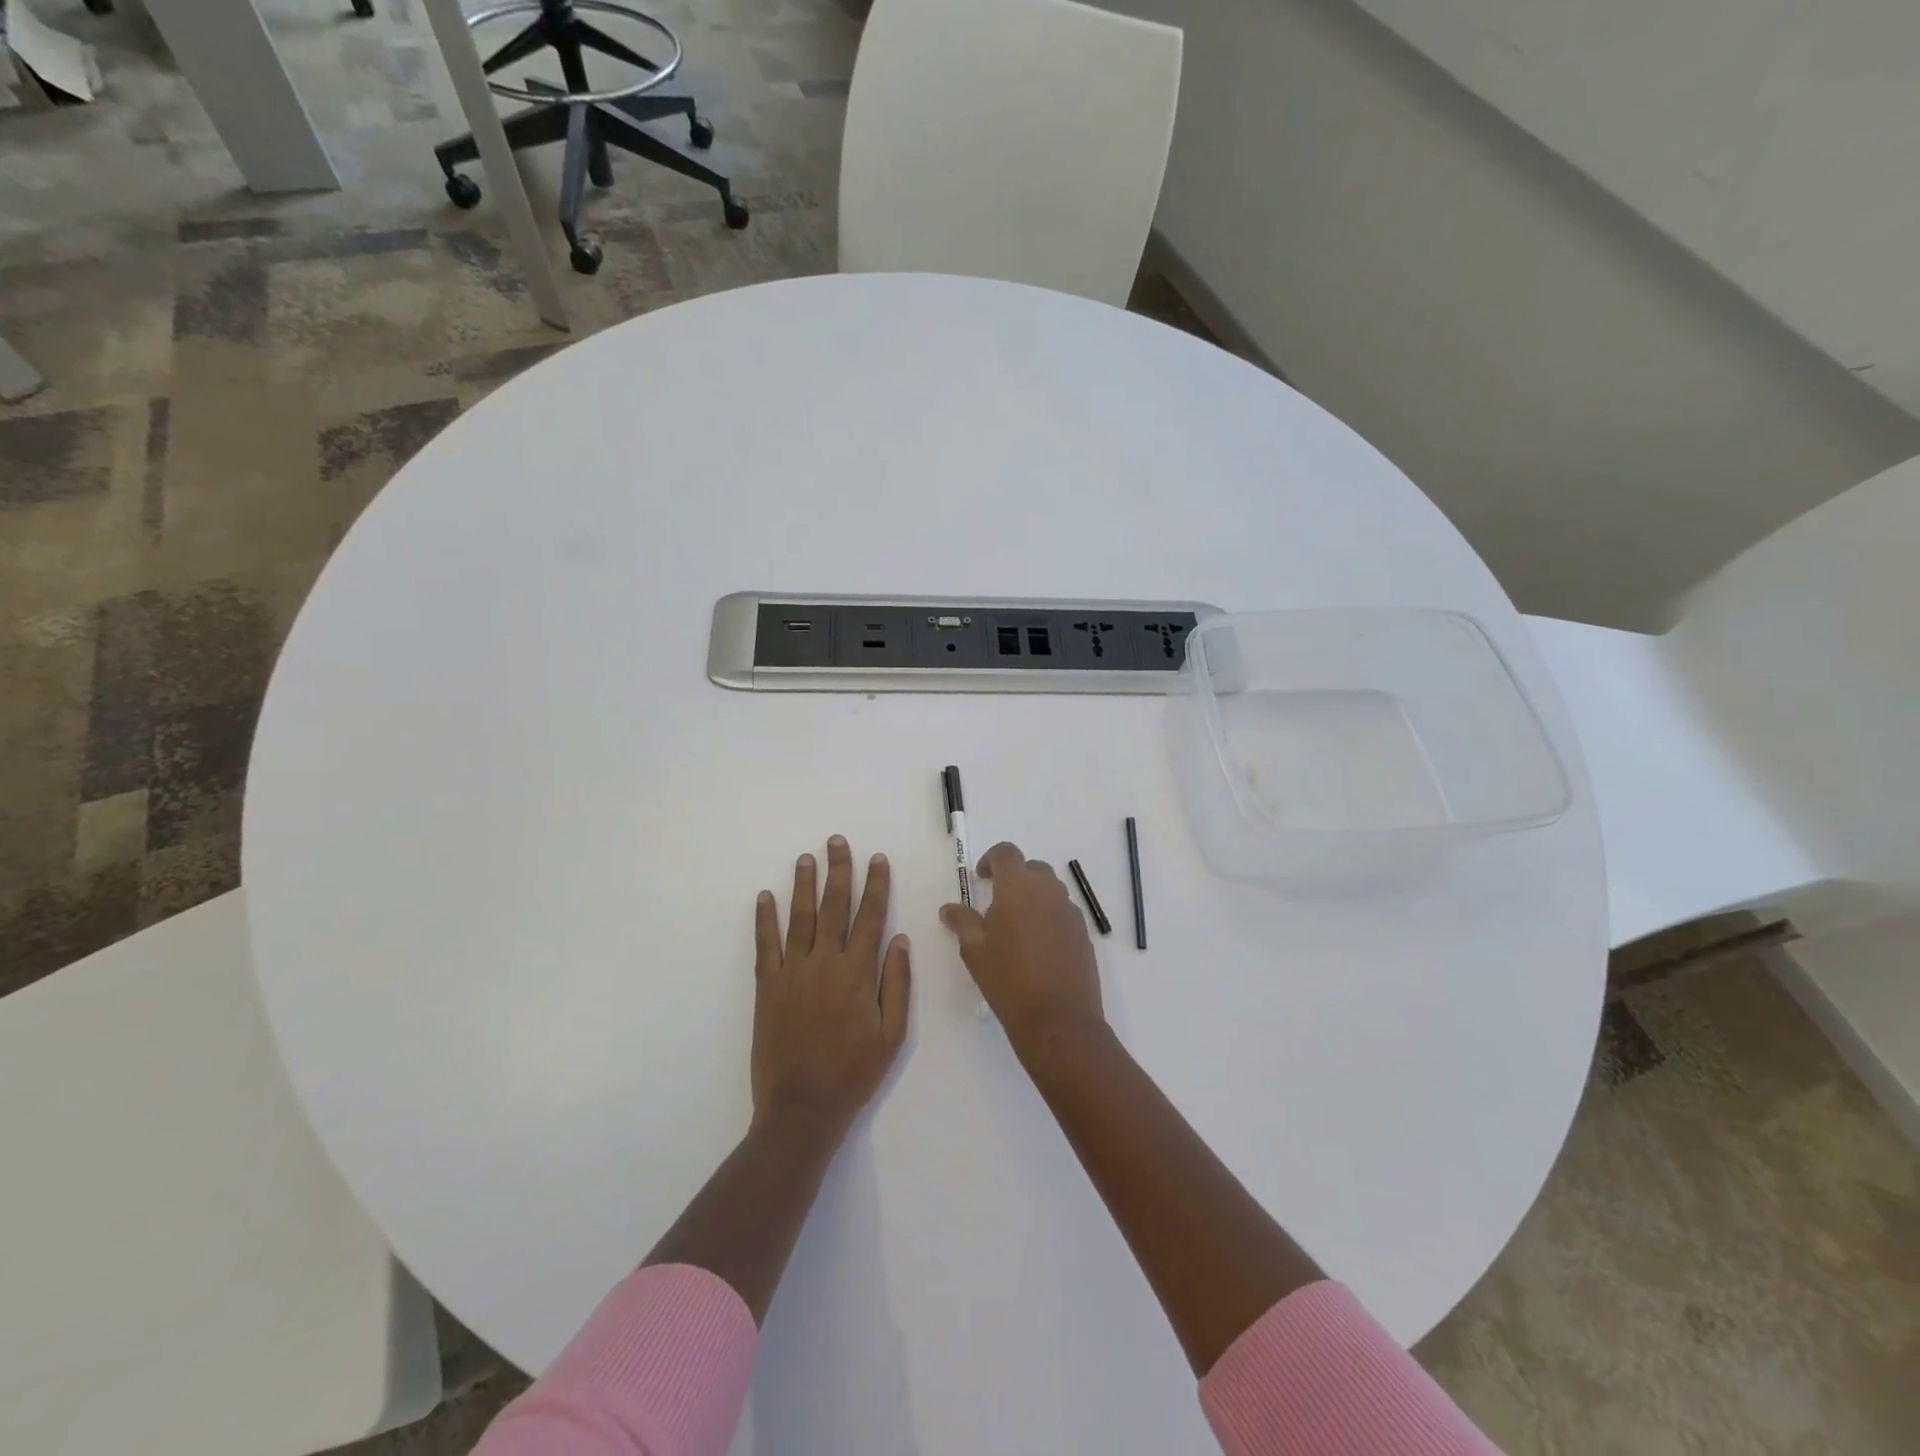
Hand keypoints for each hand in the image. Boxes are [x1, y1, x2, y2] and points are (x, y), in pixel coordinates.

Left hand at [752, 836, 910, 1137]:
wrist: (801, 1108)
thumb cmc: (854, 1073)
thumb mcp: (892, 1034)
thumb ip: (896, 984)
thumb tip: (899, 939)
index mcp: (858, 973)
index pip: (870, 916)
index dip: (876, 885)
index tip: (877, 858)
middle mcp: (825, 963)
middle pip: (833, 907)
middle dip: (838, 871)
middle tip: (836, 841)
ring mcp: (792, 972)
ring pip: (799, 918)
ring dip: (803, 885)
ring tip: (806, 858)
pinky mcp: (767, 987)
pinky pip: (765, 945)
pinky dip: (764, 919)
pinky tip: (764, 897)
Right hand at [940, 841, 1104, 1050]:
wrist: (1058, 1019)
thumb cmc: (1008, 980)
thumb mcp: (975, 951)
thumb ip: (962, 922)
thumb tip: (950, 908)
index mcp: (1018, 888)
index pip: (1007, 853)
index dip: (991, 859)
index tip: (981, 878)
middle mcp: (1048, 891)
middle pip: (1032, 868)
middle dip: (1014, 877)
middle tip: (997, 903)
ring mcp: (1070, 911)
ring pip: (1050, 890)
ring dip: (1033, 897)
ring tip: (1017, 927)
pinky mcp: (1083, 933)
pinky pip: (1063, 912)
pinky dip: (1049, 916)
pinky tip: (1038, 946)